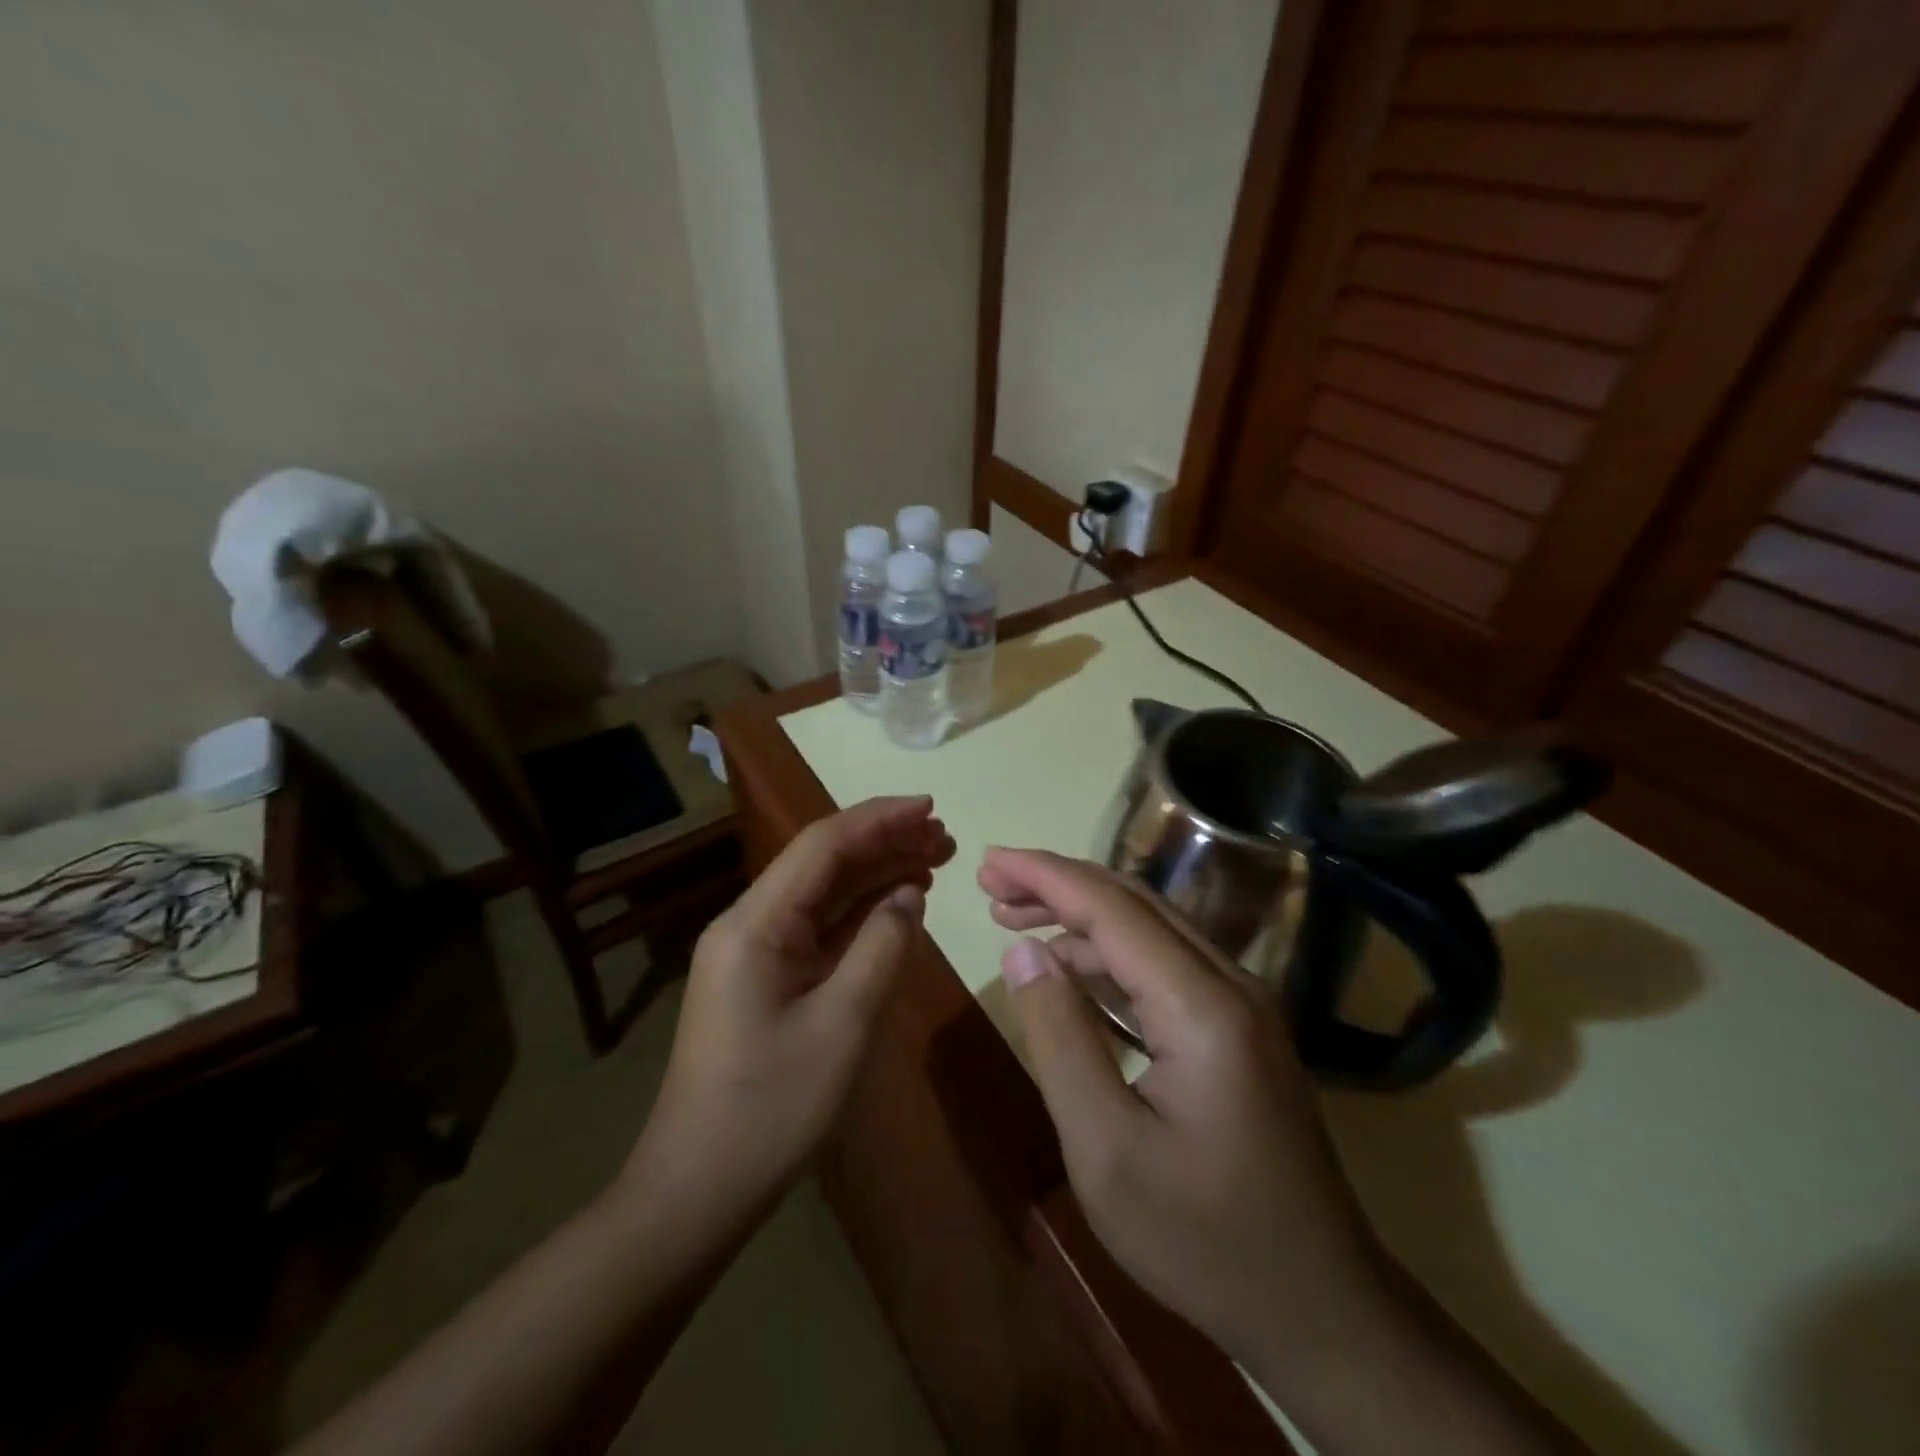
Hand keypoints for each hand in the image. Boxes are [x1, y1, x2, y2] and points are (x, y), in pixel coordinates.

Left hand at [627, 797, 954, 1221]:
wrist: (696, 1190)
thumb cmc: (769, 1109)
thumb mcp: (841, 1026)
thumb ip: (881, 948)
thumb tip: (909, 895)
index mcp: (756, 923)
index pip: (823, 845)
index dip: (879, 819)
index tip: (931, 807)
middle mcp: (750, 924)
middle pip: (824, 864)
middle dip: (885, 843)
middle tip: (946, 838)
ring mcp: (756, 953)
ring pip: (824, 895)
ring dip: (877, 875)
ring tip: (936, 861)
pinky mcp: (766, 979)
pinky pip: (819, 930)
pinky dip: (861, 913)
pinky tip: (899, 905)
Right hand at [979, 848, 1390, 1377]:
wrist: (1321, 1310)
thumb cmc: (1203, 1239)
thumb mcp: (1106, 1150)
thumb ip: (1060, 1038)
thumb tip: (1023, 952)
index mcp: (1203, 1007)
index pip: (1113, 911)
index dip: (1046, 877)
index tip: (989, 862)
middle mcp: (1231, 985)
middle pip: (1135, 905)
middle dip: (1060, 884)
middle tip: (994, 884)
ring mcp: (1242, 1006)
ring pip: (1151, 931)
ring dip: (1082, 919)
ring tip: (1015, 920)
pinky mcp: (1239, 1030)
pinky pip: (1165, 967)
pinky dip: (1110, 957)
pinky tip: (1071, 969)